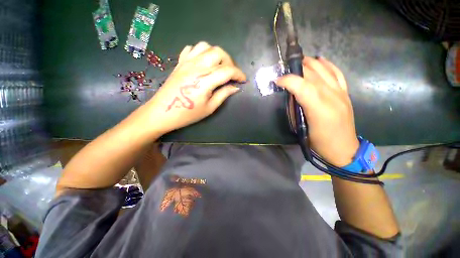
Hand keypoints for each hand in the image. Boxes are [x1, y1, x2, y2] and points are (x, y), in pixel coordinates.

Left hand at [144, 42, 245, 133]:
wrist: (163, 112)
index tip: (243, 80)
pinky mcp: (180, 62)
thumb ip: (223, 95)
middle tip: (231, 74)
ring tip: (219, 67)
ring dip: (217, 55)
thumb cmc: (188, 114)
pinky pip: (192, 48)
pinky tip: (204, 62)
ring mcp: (186, 62)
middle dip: (230, 62)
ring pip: (206, 47)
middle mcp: (197, 67)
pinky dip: (202, 52)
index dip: (239, 74)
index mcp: (205, 81)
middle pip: (219, 53)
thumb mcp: (209, 108)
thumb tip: (236, 87)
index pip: (227, 71)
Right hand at [276, 57, 358, 166]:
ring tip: (299, 62)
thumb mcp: (301, 127)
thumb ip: (295, 109)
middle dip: (296, 69)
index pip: (302, 85)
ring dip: (310, 63)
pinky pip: (338, 73)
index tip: (277, 81)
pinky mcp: (345, 93)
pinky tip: (320, 60)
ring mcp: (341, 92)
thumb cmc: (319, 141)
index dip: (288, 80)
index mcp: (318, 107)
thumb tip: (291, 96)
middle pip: (312, 74)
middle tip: (285, 70)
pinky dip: (328, 64)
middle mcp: (331, 96)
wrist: (344, 149)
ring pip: (325, 70)